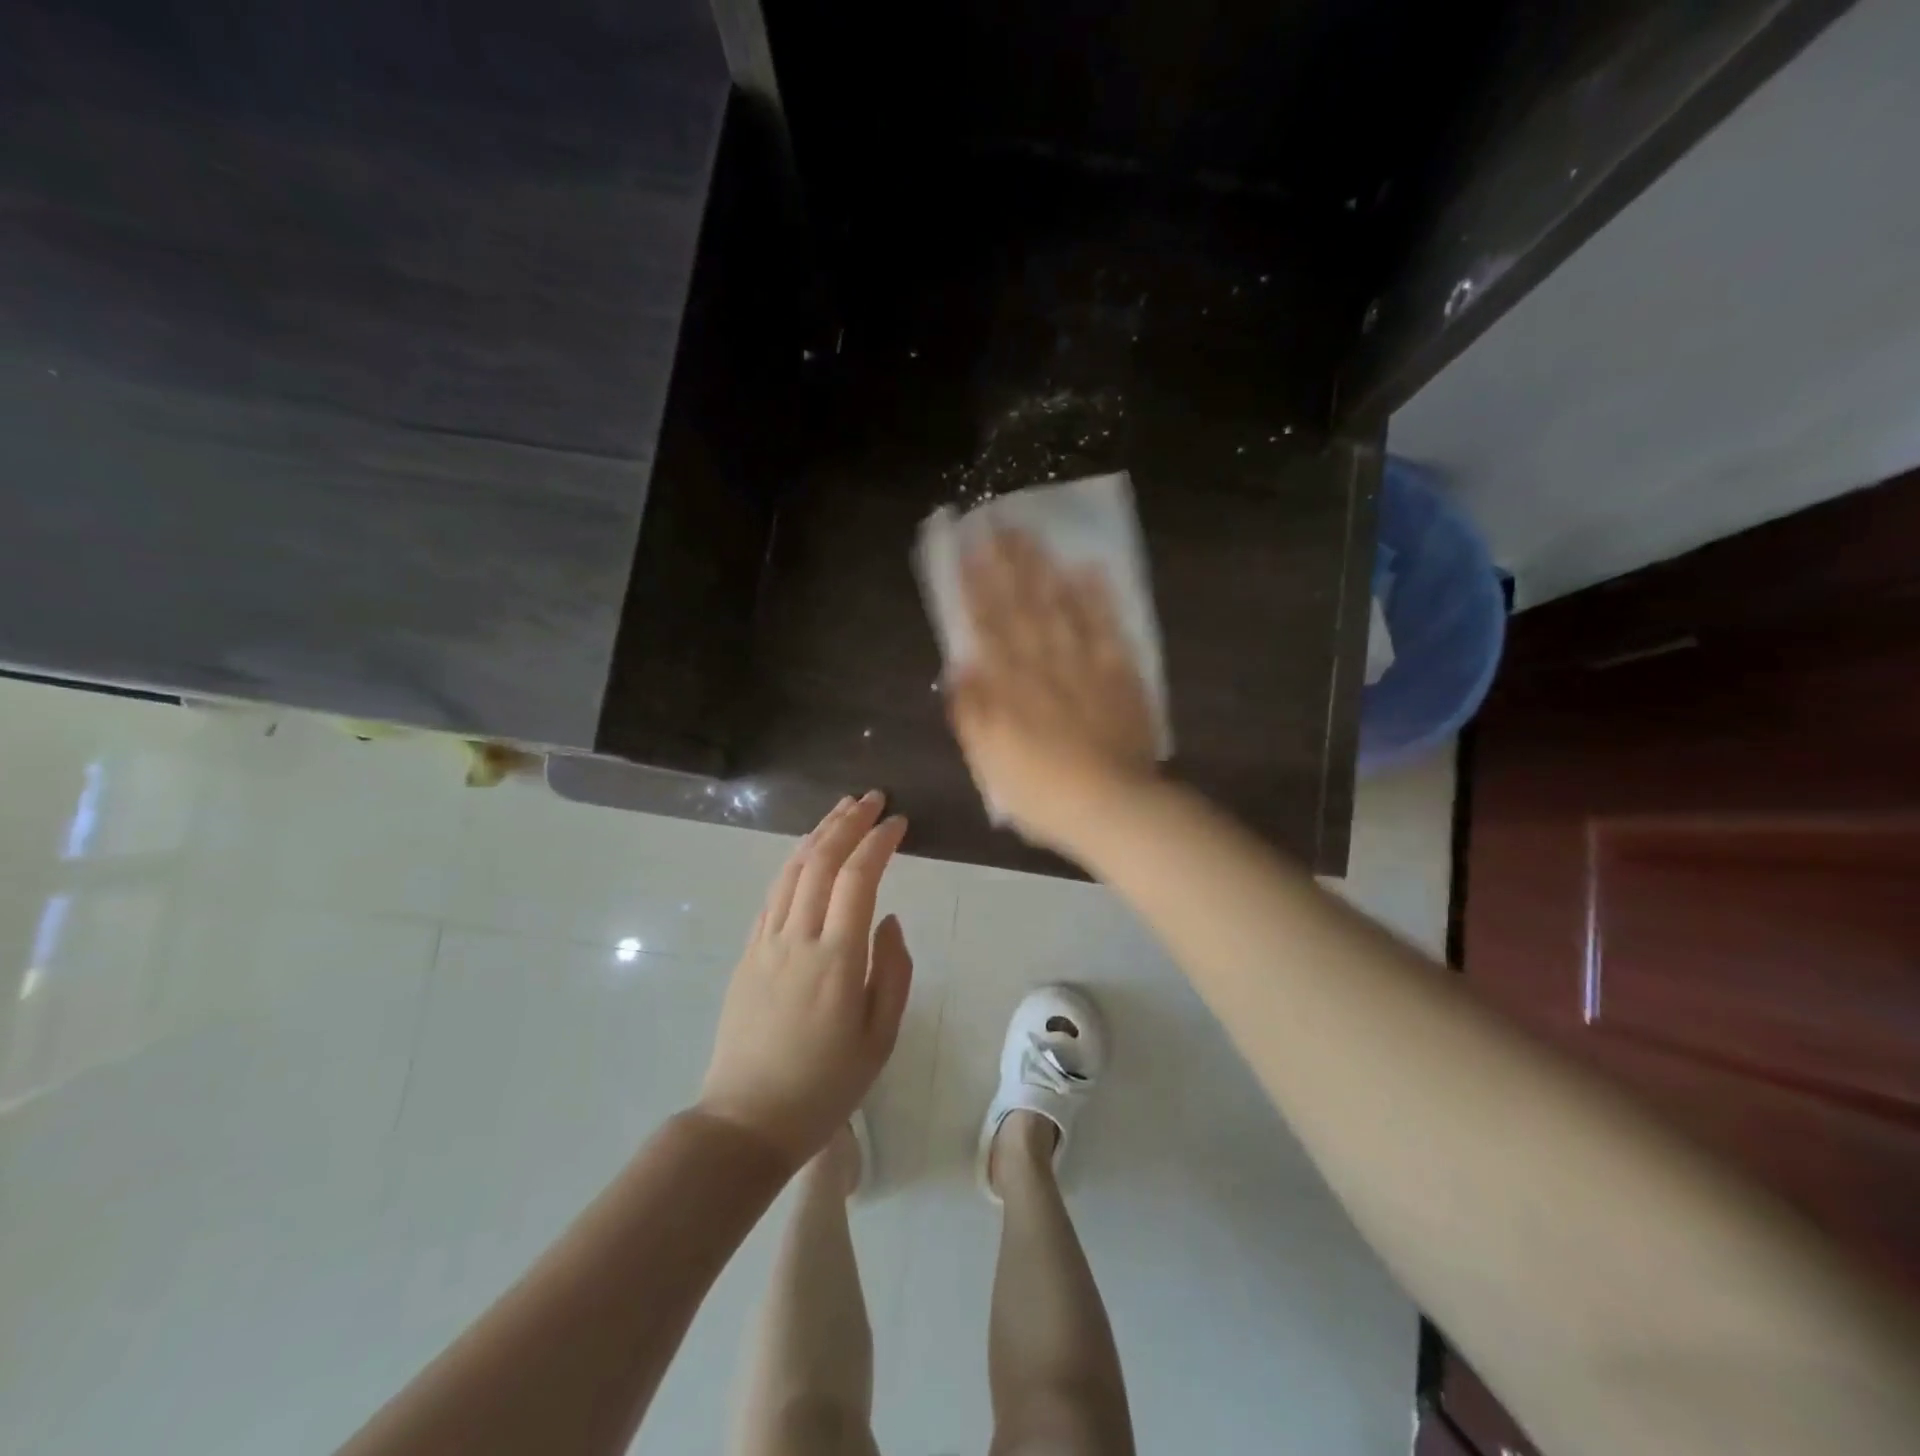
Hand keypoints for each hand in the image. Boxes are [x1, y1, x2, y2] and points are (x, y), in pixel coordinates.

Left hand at [697, 792, 913, 1169]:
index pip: (858, 879)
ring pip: (791, 871)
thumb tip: (889, 919)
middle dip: (848, 822)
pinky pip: (772, 895)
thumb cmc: (825, 1085)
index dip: (878, 842)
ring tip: (841, 810)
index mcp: (836, 960)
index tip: (898, 821)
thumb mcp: (880, 1038)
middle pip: (820, 861)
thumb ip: (892, 971)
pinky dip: (793, 864)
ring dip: (818, 834)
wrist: (746, 1120)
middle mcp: (797, 939)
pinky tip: (806, 854)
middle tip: (872, 797)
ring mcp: (765, 943)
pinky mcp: (747, 954)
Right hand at [946, 530, 1159, 851]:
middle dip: (1005, 564)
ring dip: (1044, 569)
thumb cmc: (1042, 792)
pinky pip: (1108, 628)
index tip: (965, 550)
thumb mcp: (990, 762)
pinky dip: (1098, 598)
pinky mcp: (1120, 674)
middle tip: (995, 522)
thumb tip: (958, 668)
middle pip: (1021, 607)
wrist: (1111, 807)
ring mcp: (1084, 665)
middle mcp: (1043, 666)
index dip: (974, 587)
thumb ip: (971, 715)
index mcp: (1009, 687)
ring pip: (1060, 608)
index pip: (987, 627)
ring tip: (1031, 533)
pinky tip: (1089, 567)